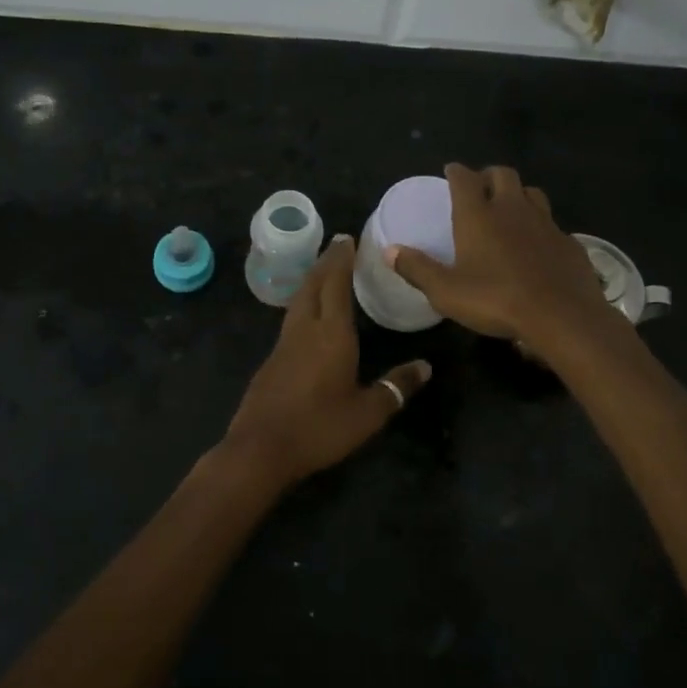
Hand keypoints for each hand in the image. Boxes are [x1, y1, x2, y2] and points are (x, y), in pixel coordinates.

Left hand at [223, 234, 430, 488]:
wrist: (260, 448)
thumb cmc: (319, 428)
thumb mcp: (367, 413)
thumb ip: (396, 388)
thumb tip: (426, 366)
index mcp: (331, 334)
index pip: (336, 284)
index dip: (343, 260)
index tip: (349, 238)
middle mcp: (305, 329)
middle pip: (313, 284)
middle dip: (326, 261)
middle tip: (338, 245)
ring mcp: (283, 343)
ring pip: (298, 299)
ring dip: (312, 279)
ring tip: (324, 270)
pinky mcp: (271, 360)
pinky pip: (291, 318)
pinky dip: (303, 302)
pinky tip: (308, 313)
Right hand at [387, 164, 617, 350]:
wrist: (562, 316)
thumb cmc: (496, 300)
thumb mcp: (446, 291)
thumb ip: (417, 269)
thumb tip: (390, 251)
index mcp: (479, 216)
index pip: (465, 178)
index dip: (456, 172)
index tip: (450, 172)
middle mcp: (512, 209)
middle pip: (503, 174)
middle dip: (488, 175)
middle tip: (479, 189)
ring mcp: (545, 223)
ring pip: (531, 192)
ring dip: (518, 194)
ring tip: (509, 209)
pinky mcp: (568, 241)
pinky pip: (552, 223)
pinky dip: (540, 226)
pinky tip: (537, 244)